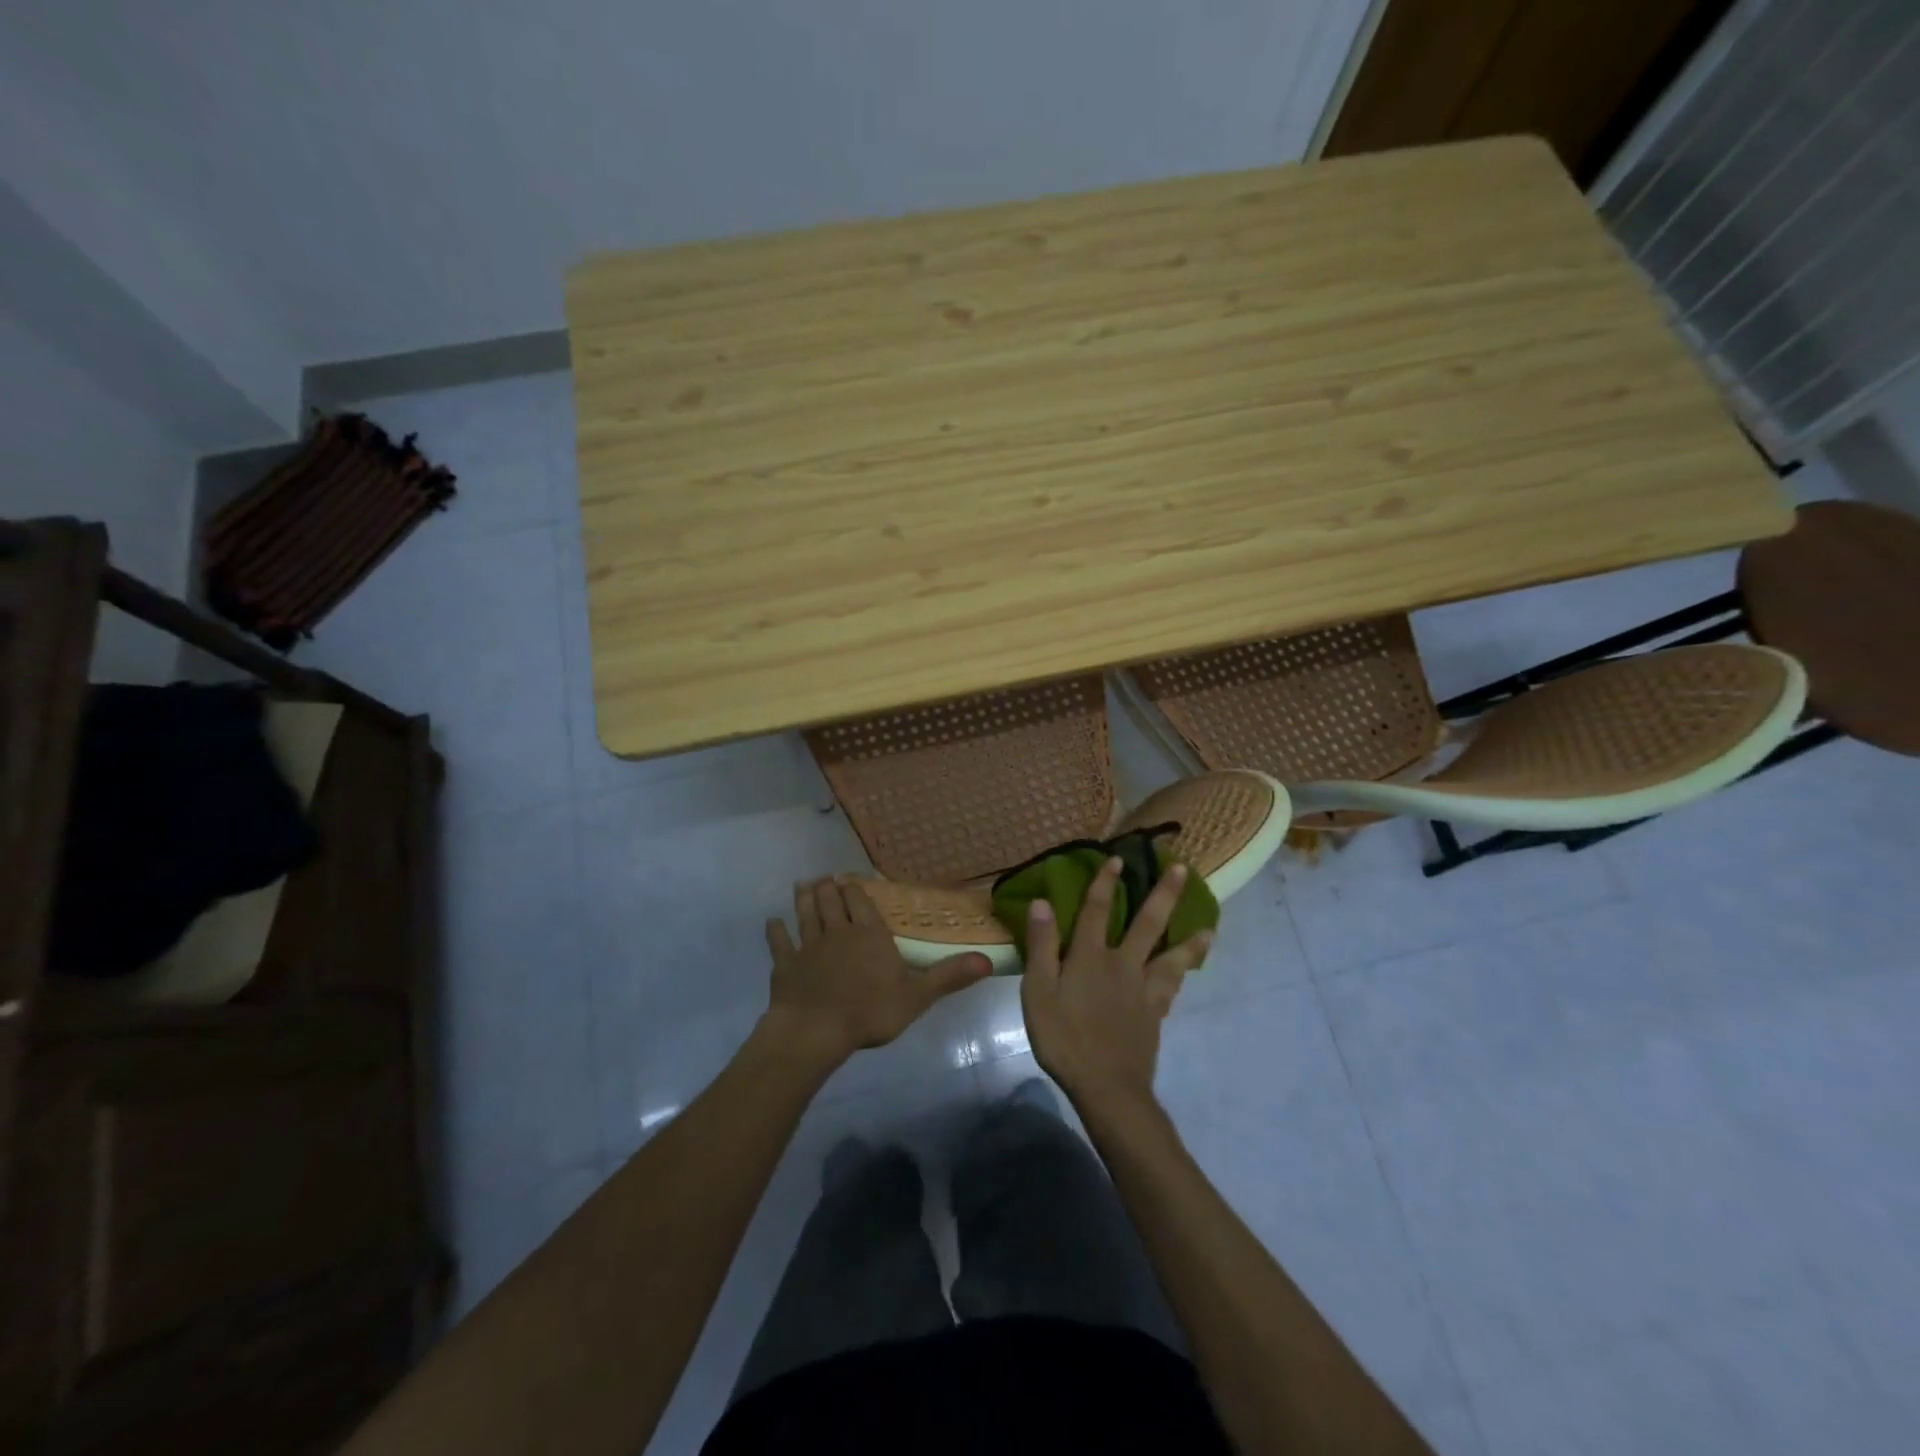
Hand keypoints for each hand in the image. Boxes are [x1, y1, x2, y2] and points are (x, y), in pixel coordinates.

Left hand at [764, 878, 991, 1067]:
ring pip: (805, 914)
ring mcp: (807, 946)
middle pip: (831, 901)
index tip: (849, 878)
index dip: (854, 889)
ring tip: (803, 885)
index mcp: (868, 934)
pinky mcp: (785, 965)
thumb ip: (949, 976)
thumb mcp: (918, 996)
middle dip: (828, 887)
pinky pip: (779, 943)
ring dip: (804, 898)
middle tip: (825, 878)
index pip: (860, 902)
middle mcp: (837, 931)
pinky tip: (773, 922)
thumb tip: (988, 960)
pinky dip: (776, 931)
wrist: (815, 1031)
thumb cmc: (869, 1011)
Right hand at [1020, 856, 1211, 1110]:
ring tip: (1208, 926)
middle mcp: (1122, 964)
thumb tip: (1043, 902)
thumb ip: (1041, 946)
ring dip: (1189, 939)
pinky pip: (1172, 987)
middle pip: (1147, 924)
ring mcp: (1143, 990)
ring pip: (1172, 956)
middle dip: (1164, 894)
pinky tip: (1187, 971)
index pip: (1096, 910)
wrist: (1107, 1087)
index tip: (1117, 858)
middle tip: (1182, 869)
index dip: (1104, 883)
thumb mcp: (1038, 992)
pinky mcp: (1155, 1014)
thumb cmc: (1064, 1038)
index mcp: (1090, 957)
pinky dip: (1182, 974)